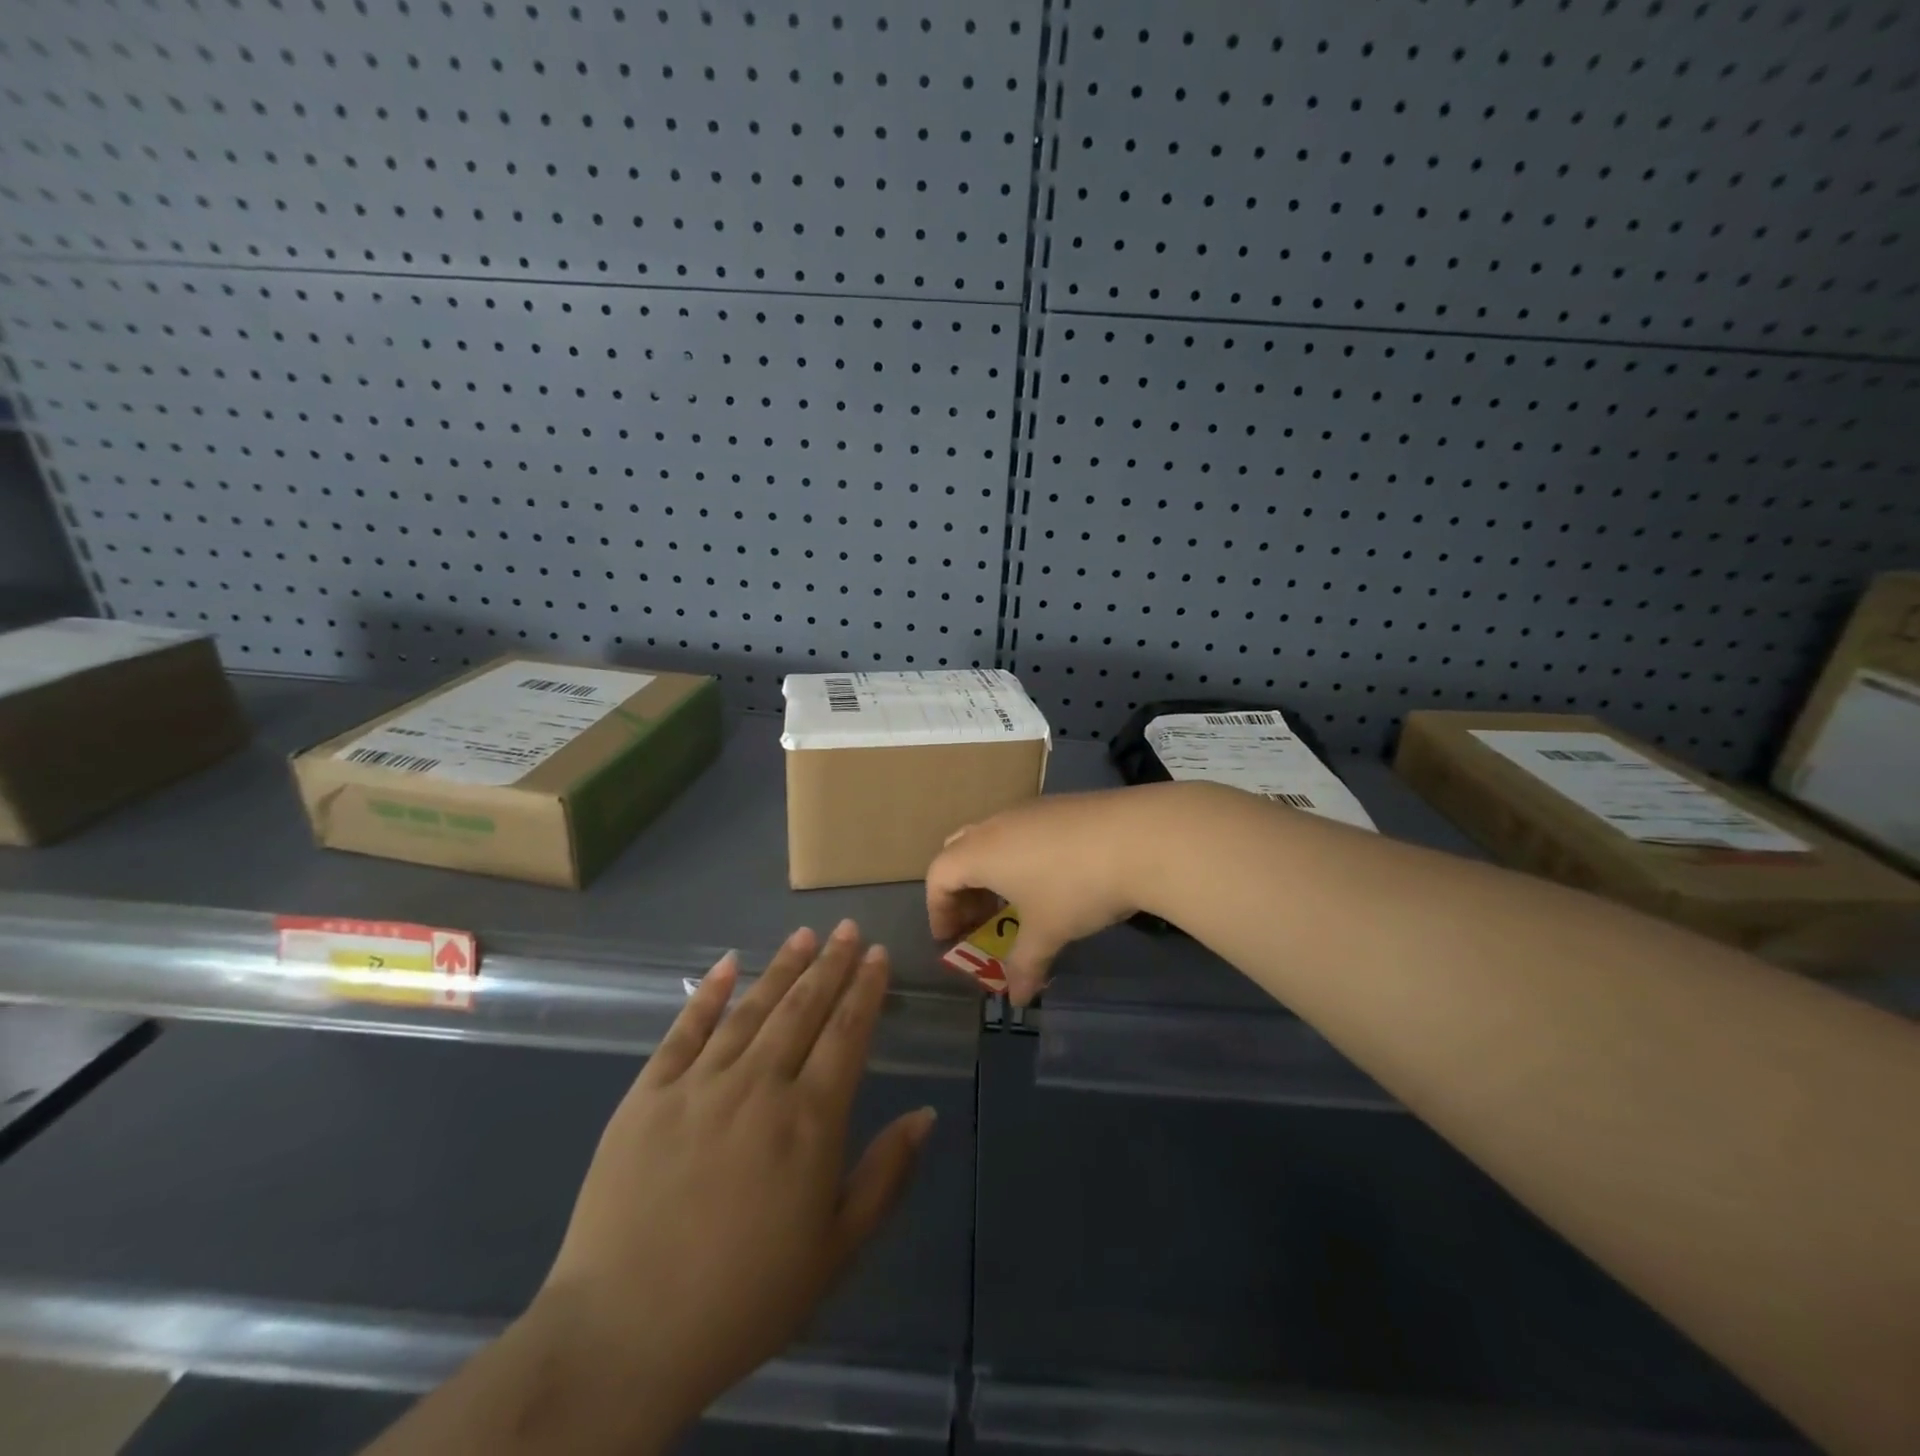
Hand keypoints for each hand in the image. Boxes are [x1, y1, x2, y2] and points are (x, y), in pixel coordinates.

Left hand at [536, 921, 934, 1439]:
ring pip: (752, 1009)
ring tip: (805, 935)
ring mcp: (699, 1084)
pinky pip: (685, 1030)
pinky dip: (710, 993)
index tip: (877, 955)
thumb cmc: (744, 1299)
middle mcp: (759, 1085)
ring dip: (782, 967)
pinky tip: (729, 963)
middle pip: (803, 1008)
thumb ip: (885, 1175)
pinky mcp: (648, 1094)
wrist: (623, 1336)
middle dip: (831, 964)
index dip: (865, 989)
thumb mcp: (835, 1251)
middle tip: (848, 929)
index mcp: (809, 1120)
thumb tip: (926, 1114)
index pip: (847, 1033)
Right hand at [926, 786, 1174, 1005]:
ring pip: (992, 838)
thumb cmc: (1076, 887)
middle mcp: (996, 825)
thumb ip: (1024, 965)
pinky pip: (1021, 830)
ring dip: (991, 871)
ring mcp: (1028, 810)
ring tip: (1015, 903)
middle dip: (961, 888)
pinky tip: (1050, 879)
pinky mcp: (1058, 805)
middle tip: (976, 920)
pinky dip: (1018, 856)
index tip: (951, 938)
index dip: (937, 909)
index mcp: (980, 852)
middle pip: (958, 850)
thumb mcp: (1047, 932)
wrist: (1138, 836)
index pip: (938, 875)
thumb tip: (1017, 998)